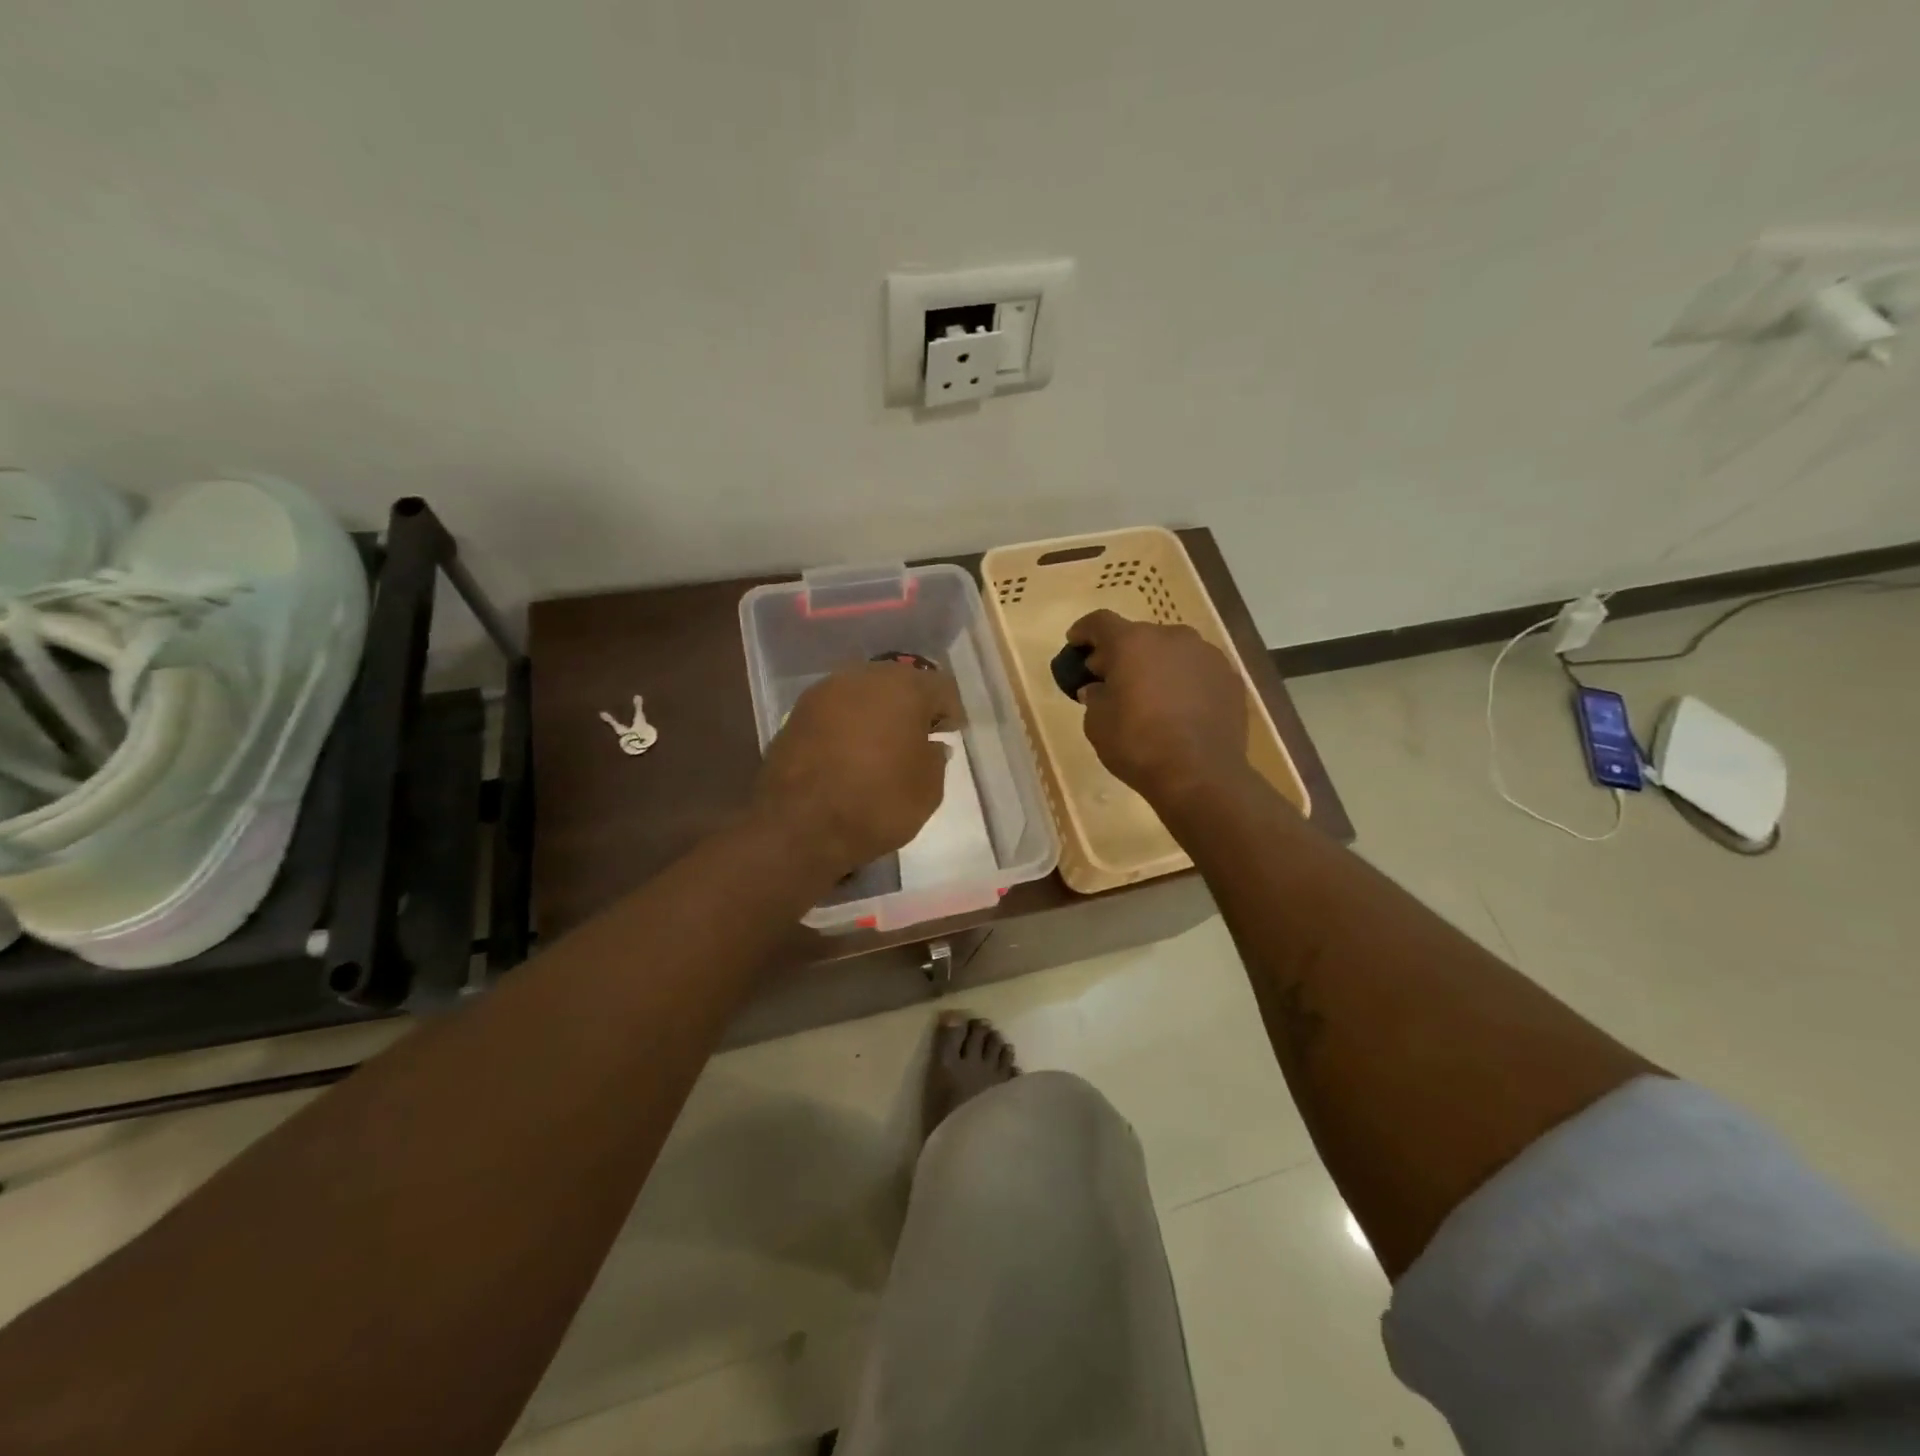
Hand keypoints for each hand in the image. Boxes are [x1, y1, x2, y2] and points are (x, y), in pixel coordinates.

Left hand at [754, 661, 960, 879]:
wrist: (798, 827)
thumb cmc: (876, 804)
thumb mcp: (928, 790)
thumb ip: (935, 759)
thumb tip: (930, 746)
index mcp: (903, 688)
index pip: (939, 687)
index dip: (949, 711)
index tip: (950, 734)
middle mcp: (862, 678)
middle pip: (898, 682)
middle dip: (911, 705)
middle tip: (918, 736)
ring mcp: (824, 693)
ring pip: (863, 693)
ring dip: (877, 713)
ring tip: (882, 745)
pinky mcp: (797, 714)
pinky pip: (836, 711)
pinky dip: (848, 725)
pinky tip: (851, 752)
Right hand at [1067, 610, 1249, 805]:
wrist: (1201, 775)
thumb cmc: (1138, 745)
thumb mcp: (1097, 724)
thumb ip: (1095, 697)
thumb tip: (1098, 688)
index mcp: (1133, 643)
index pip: (1100, 622)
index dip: (1084, 631)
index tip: (1075, 644)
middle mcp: (1172, 637)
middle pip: (1139, 636)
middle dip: (1122, 653)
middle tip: (1111, 678)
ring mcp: (1207, 655)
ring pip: (1172, 652)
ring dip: (1156, 665)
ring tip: (1149, 694)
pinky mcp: (1230, 678)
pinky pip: (1197, 671)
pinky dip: (1183, 681)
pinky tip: (1179, 708)